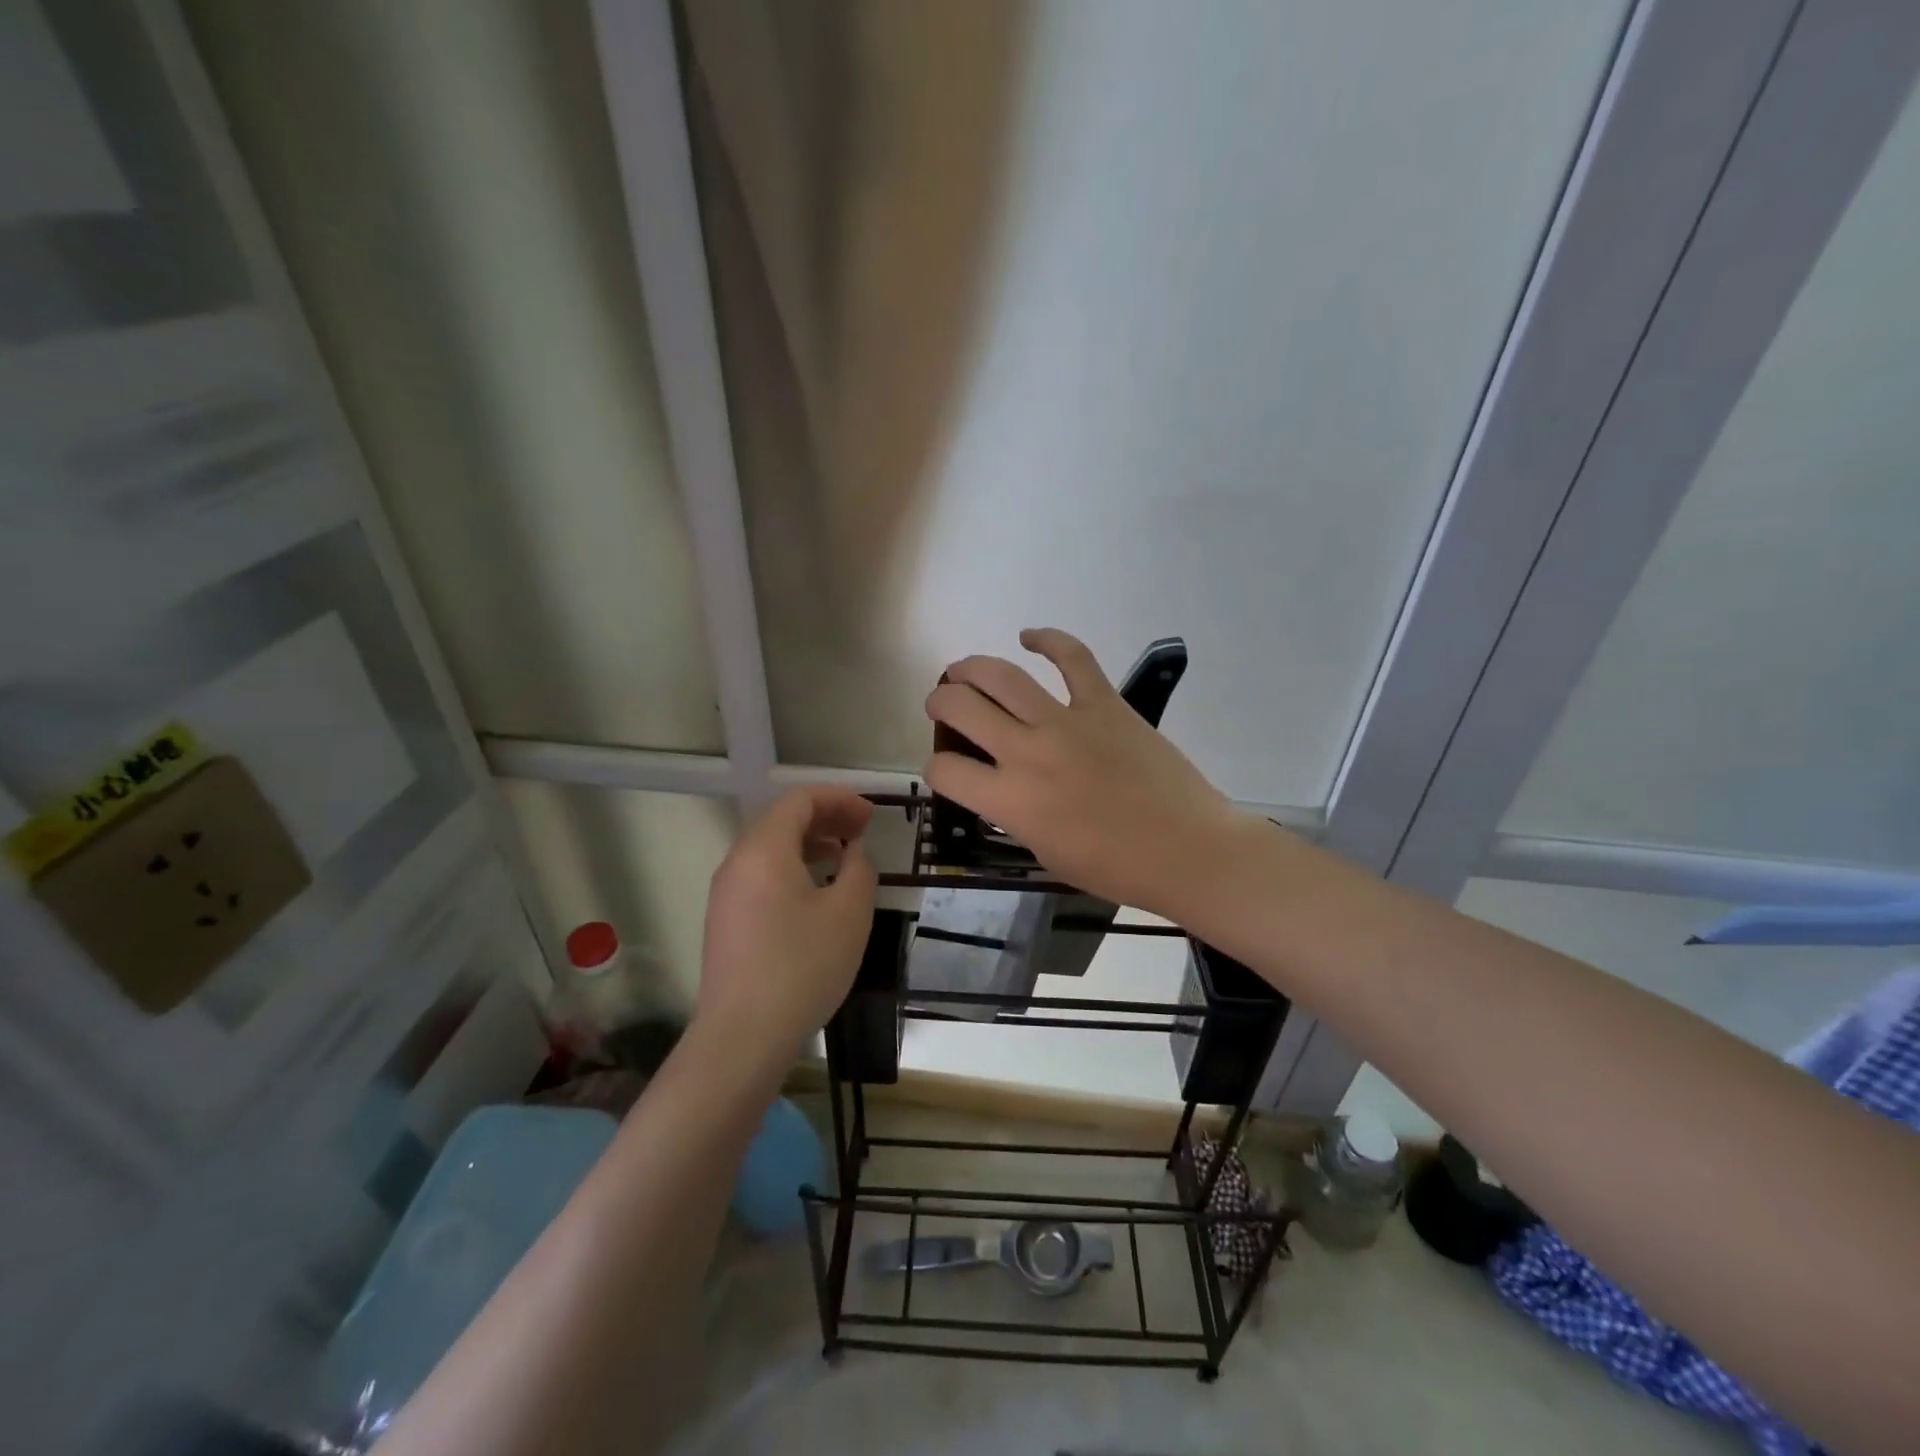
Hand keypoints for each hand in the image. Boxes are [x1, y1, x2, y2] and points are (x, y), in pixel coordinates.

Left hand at [696, 786, 876, 1065]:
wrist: (743, 1036)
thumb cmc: (802, 966)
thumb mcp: (849, 913)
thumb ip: (859, 869)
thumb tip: (852, 853)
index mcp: (763, 850)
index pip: (799, 800)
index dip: (839, 799)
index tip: (871, 815)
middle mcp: (737, 862)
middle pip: (781, 820)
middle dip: (825, 818)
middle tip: (862, 831)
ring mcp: (726, 893)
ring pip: (770, 849)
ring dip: (809, 843)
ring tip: (844, 857)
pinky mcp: (726, 921)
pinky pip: (761, 875)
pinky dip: (792, 867)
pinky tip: (817, 892)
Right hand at [923, 628, 1246, 919]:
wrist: (1187, 850)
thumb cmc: (1115, 868)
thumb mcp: (1045, 852)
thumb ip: (1014, 813)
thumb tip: (1002, 786)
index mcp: (1012, 800)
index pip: (946, 770)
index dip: (936, 768)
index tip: (947, 768)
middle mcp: (1028, 752)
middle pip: (962, 707)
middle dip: (940, 702)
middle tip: (941, 705)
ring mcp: (1067, 721)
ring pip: (1002, 675)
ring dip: (971, 668)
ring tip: (962, 671)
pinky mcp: (1105, 703)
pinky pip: (1072, 657)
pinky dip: (1047, 639)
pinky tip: (1029, 636)